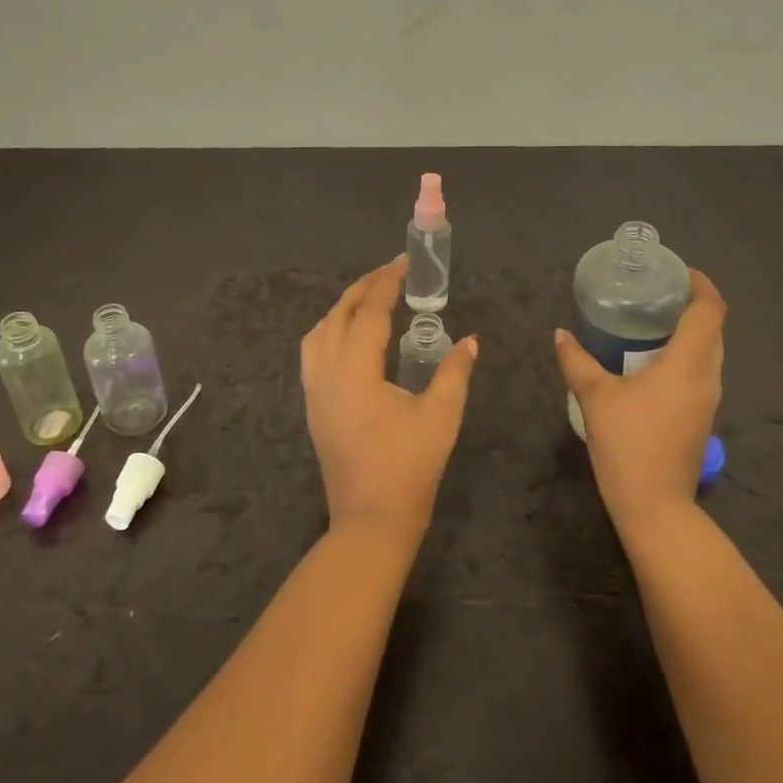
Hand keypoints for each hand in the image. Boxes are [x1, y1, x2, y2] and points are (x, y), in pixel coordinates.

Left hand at [301, 256, 478, 537]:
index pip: (370, 312)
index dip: (388, 283)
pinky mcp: (314, 408)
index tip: (405, 262)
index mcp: (356, 370)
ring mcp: (315, 392)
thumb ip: (454, 372)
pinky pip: (313, 354)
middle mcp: (327, 373)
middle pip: (338, 315)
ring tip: (370, 300)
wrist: (372, 519)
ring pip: (318, 333)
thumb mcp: (441, 416)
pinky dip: (330, 332)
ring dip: (342, 309)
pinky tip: (350, 338)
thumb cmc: (409, 467)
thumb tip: (470, 341)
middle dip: (363, 289)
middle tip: (391, 273)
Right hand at [554, 270, 725, 531]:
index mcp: (689, 364)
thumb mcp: (596, 397)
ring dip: (691, 332)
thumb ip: (577, 361)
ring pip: (709, 353)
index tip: (680, 273)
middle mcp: (708, 377)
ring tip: (653, 323)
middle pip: (714, 330)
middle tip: (659, 294)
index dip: (701, 286)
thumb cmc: (628, 443)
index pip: (710, 311)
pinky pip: (701, 373)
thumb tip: (560, 334)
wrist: (654, 505)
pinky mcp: (700, 418)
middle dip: (694, 306)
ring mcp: (708, 401)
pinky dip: (685, 356)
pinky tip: (653, 363)